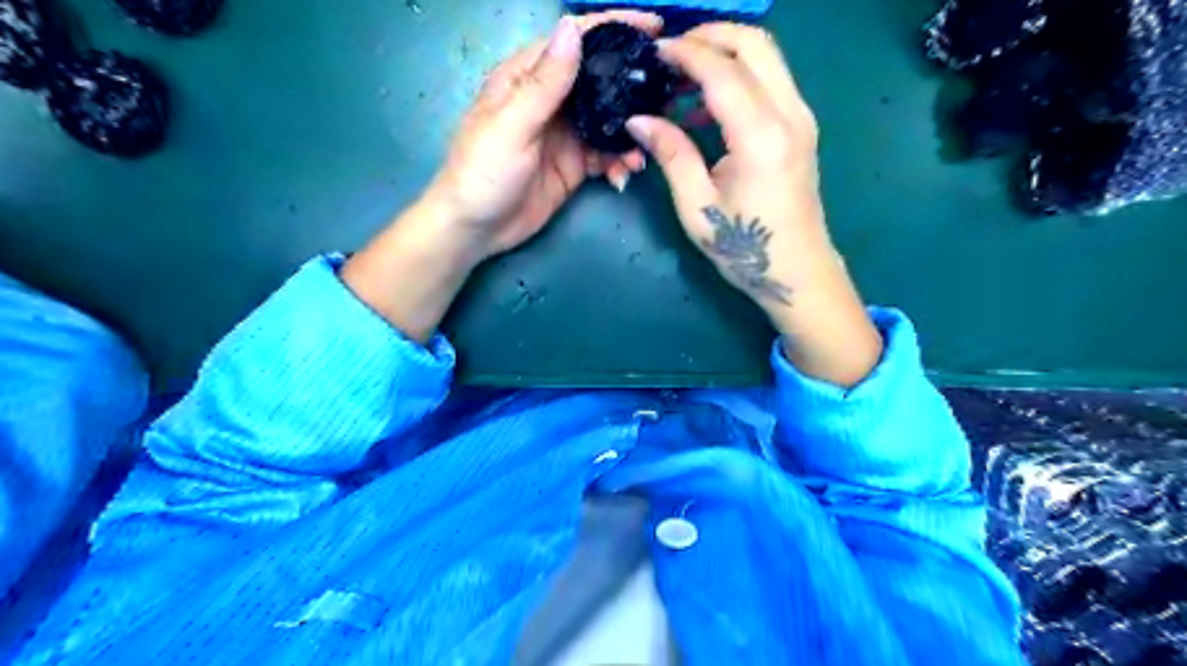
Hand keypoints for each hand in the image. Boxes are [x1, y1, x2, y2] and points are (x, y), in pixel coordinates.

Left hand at [416, 9, 658, 260]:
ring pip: (608, 122)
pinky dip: (619, 162)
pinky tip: (624, 175)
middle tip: (665, 96)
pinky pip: (605, 155)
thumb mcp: (511, 125)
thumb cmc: (483, 172)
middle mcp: (551, 100)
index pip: (575, 41)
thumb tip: (572, 28)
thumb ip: (543, 83)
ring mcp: (565, 134)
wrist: (476, 229)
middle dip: (632, 88)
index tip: (654, 27)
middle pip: (599, 81)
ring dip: (629, 135)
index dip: (612, 29)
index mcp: (528, 78)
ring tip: (640, 155)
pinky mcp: (574, 165)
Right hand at [629, 27, 879, 386]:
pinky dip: (739, 73)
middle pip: (755, 42)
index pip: (722, 70)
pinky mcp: (802, 126)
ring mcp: (802, 117)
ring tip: (683, 76)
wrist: (797, 271)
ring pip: (767, 55)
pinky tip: (708, 100)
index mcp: (761, 136)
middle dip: (709, 36)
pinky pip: (771, 78)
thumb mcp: (697, 206)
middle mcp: (790, 114)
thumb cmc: (744, 247)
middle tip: (670, 54)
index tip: (653, 54)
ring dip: (725, 52)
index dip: (684, 53)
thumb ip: (671, 154)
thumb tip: (638, 119)